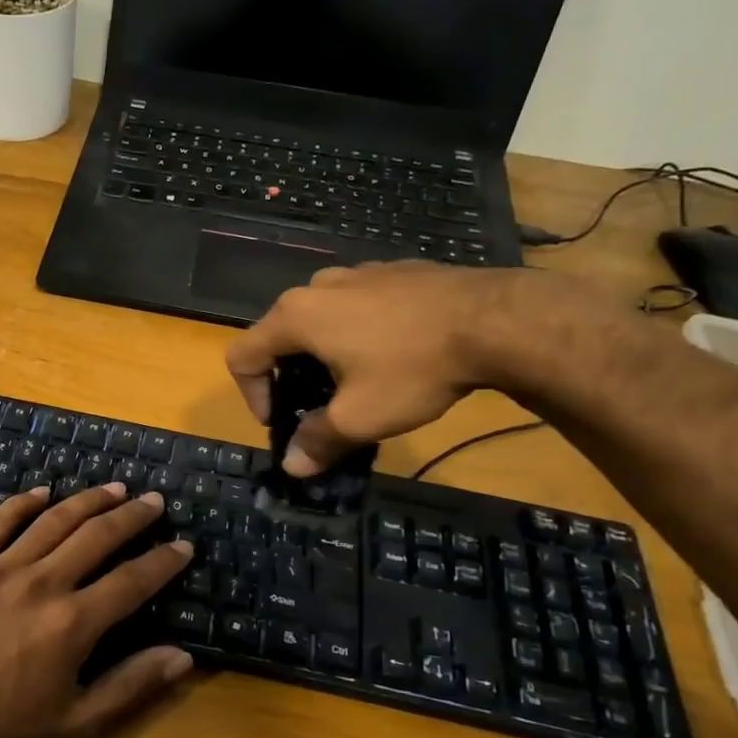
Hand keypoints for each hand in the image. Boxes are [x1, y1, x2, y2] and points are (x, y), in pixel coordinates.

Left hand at [0, 483, 195, 737]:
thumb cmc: (1, 729)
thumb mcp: (76, 723)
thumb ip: (130, 686)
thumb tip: (182, 656)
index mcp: (72, 623)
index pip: (132, 581)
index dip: (163, 561)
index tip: (184, 545)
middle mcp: (42, 583)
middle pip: (96, 536)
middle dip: (132, 516)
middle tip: (154, 500)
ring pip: (53, 521)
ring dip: (88, 500)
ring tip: (114, 487)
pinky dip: (22, 503)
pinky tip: (42, 492)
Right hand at [225, 262, 598, 475]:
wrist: (495, 319)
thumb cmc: (412, 369)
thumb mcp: (360, 417)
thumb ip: (318, 441)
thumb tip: (292, 467)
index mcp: (295, 316)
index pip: (242, 354)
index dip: (251, 395)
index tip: (283, 422)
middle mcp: (317, 286)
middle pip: (279, 334)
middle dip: (289, 376)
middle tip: (318, 408)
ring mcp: (358, 272)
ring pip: (319, 318)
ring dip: (323, 354)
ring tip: (357, 382)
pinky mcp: (394, 270)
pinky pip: (356, 305)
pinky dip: (357, 332)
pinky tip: (394, 355)